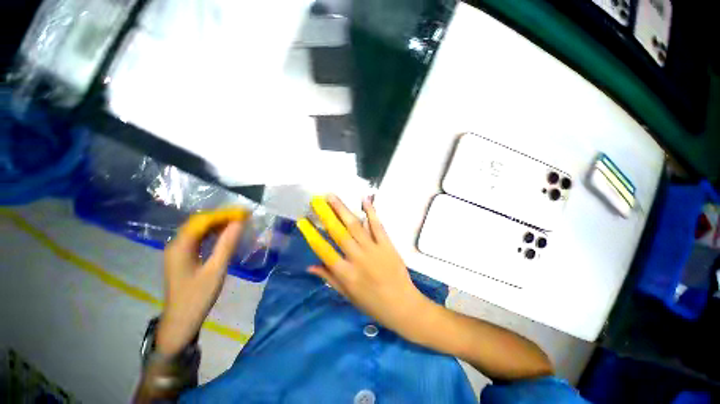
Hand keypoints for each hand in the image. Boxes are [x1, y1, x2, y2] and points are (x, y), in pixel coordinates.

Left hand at [156, 209, 246, 356]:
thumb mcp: (215, 270)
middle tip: (243, 216)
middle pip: (199, 222)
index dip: (224, 214)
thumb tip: (238, 223)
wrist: (180, 321)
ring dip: (218, 224)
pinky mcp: (183, 257)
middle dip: (221, 217)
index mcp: (181, 247)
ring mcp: (178, 251)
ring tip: (237, 222)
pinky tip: (225, 234)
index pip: (203, 221)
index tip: (244, 213)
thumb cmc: (198, 297)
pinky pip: (198, 238)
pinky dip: (213, 233)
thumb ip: (227, 245)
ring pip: (199, 229)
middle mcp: (176, 244)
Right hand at [296, 195, 428, 333]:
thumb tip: (310, 265)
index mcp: (345, 273)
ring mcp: (373, 249)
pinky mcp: (387, 245)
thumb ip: (329, 278)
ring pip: (355, 226)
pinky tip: (364, 199)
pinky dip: (371, 212)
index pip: (323, 250)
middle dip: (326, 214)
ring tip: (332, 196)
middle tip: (317, 200)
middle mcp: (357, 258)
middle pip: (338, 232)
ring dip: (342, 209)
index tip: (303, 221)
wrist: (402, 305)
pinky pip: (377, 226)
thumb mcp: (347, 295)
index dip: (312, 234)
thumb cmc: (372, 303)